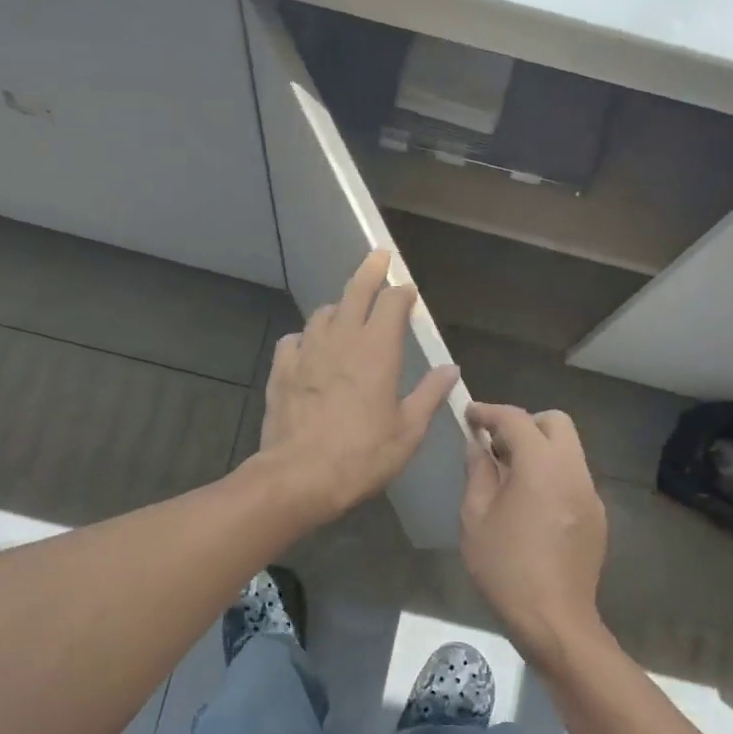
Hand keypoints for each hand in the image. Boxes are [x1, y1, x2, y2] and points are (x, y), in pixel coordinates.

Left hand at [257, 251, 459, 526]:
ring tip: (346, 312)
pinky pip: (294, 340)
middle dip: (369, 272)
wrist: (299, 476)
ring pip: (323, 314)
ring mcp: (307, 352)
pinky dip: (306, 337)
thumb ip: (430, 394)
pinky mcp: (281, 369)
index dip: (402, 293)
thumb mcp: (409, 431)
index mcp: (378, 350)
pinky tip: (309, 348)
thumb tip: (450, 368)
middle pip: (355, 292)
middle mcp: (342, 340)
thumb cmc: (362, 456)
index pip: (392, 303)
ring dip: (338, 308)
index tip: (408, 291)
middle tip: (378, 257)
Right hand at [461, 403, 608, 661]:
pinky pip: (573, 478)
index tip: (469, 415)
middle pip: (555, 423)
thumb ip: (478, 472)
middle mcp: (573, 470)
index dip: (489, 412)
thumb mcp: (475, 518)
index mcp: (541, 466)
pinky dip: (551, 475)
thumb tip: (477, 446)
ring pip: (568, 450)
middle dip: (524, 424)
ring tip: (509, 478)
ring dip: (539, 450)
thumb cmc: (505, 568)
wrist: (554, 619)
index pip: (516, 419)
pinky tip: (530, 506)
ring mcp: (590, 493)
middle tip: (495, 447)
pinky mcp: (597, 516)